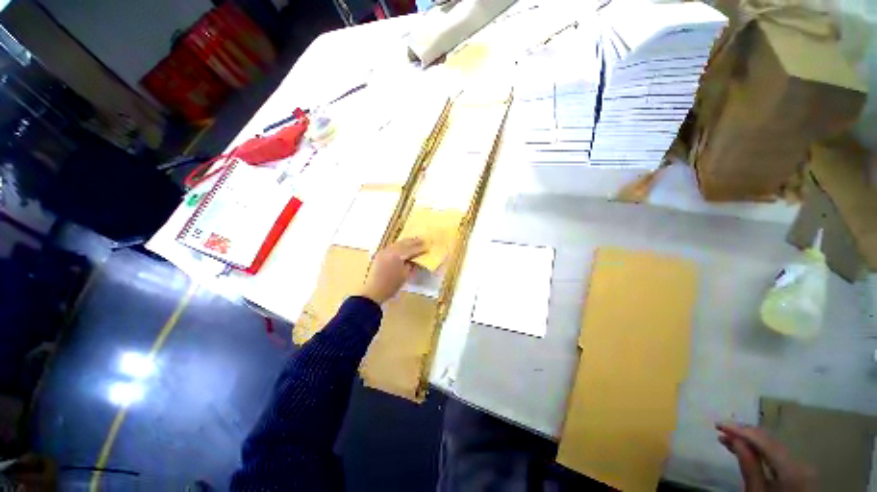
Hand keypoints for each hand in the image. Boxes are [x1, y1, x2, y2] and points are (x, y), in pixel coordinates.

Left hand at [358, 238, 426, 303]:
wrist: (373, 291)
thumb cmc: (391, 285)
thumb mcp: (404, 275)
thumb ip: (411, 264)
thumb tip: (415, 259)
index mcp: (397, 255)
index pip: (411, 250)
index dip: (420, 248)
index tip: (428, 246)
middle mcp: (389, 250)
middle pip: (404, 243)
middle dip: (413, 241)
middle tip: (422, 239)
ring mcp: (383, 251)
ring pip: (397, 243)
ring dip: (406, 242)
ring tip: (414, 241)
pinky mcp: (380, 254)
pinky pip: (391, 246)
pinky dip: (399, 245)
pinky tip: (403, 246)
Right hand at [717, 423, 815, 491]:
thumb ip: (750, 468)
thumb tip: (735, 440)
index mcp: (792, 469)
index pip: (765, 441)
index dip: (741, 430)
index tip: (719, 424)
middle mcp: (801, 461)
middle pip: (770, 441)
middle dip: (745, 434)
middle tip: (721, 429)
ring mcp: (803, 466)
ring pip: (773, 446)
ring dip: (750, 441)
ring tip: (728, 437)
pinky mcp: (800, 470)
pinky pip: (778, 454)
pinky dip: (760, 449)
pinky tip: (746, 447)